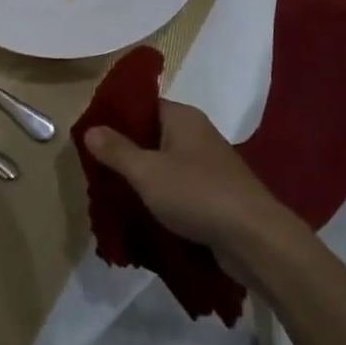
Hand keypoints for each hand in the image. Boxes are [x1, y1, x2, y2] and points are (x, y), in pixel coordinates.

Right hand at [84, 101, 292, 256]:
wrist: (254, 239)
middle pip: (153, 135)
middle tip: (95, 168)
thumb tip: (90, 129)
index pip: (144, 105)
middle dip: (125, 152)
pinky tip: (141, 212)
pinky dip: (161, 196)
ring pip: (165, 164)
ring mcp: (209, 166)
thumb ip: (116, 150)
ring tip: (112, 192)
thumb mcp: (147, 171)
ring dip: (142, 178)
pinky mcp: (216, 194)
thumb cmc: (197, 194)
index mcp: (183, 118)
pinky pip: (179, 188)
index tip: (91, 135)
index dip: (117, 117)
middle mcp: (198, 135)